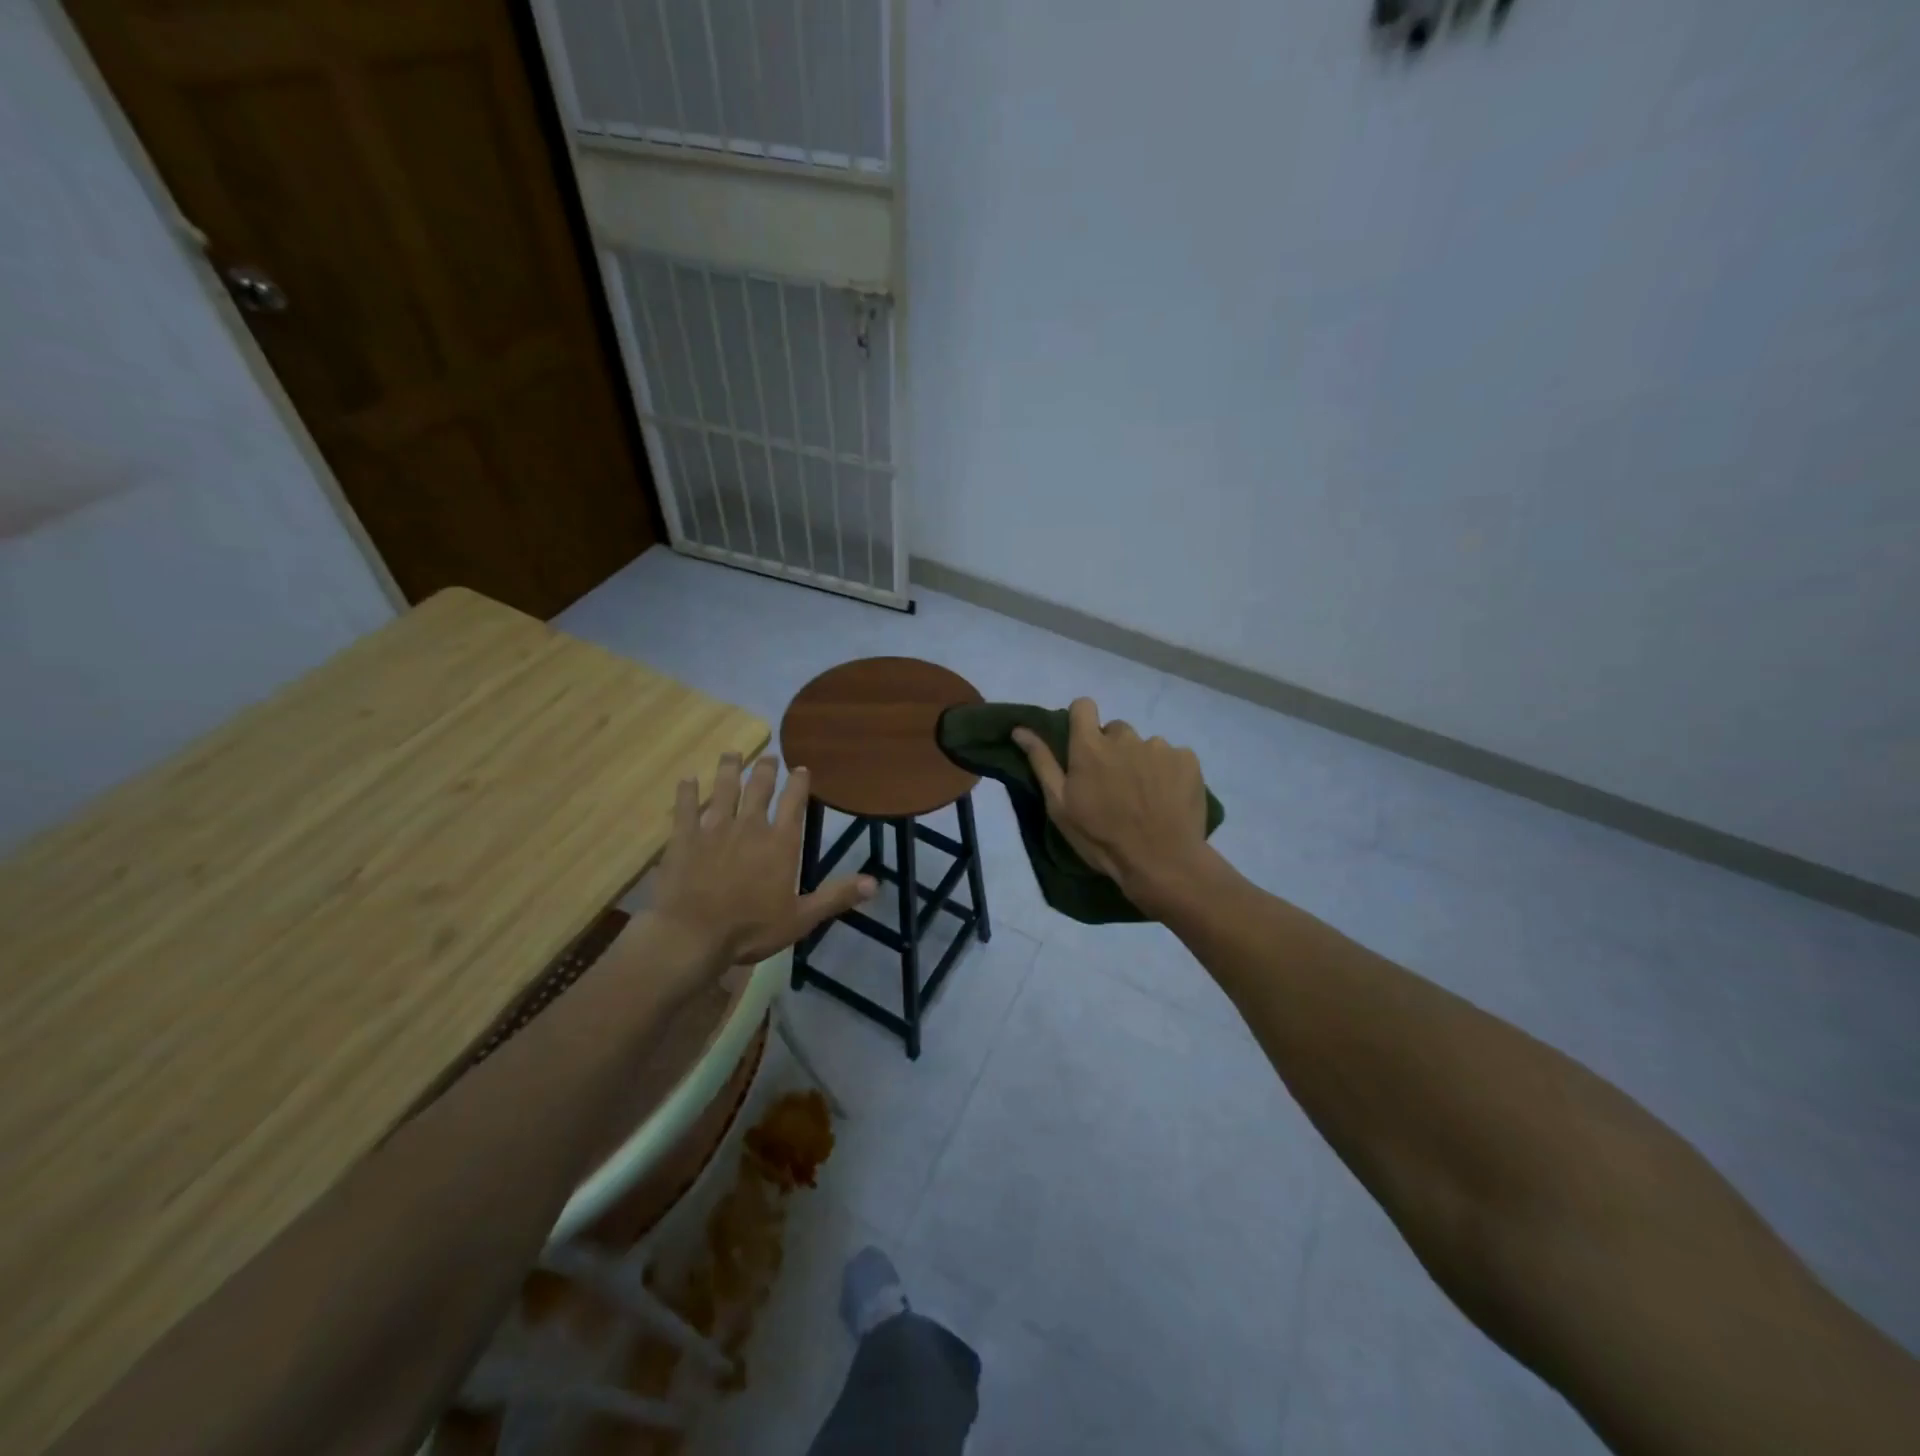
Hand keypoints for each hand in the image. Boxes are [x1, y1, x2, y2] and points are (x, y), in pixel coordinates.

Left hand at [649, 754, 874, 971]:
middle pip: (759, 788)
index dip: (798, 783)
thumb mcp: (801, 918)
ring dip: (729, 769)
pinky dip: (687, 792)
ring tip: (732, 754)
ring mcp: (713, 829)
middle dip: (765, 769)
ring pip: (724, 789)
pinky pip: (685, 808)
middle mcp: (749, 826)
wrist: (692, 935)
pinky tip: (687, 779)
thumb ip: (836, 896)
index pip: (794, 802)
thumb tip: (875, 883)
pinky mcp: (683, 838)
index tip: (801, 768)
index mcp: (780, 842)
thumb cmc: (750, 928)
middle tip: (768, 756)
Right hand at [1012, 698, 1210, 916]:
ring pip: (1145, 746)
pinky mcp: (1188, 759)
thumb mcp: (1060, 806)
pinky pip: (1174, 757)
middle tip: (1115, 784)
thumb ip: (1042, 762)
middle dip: (1113, 750)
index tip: (1083, 746)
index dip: (1082, 721)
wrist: (1161, 862)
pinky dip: (1169, 772)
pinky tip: (1167, 798)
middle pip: (1115, 730)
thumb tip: (1020, 729)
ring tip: (1144, 797)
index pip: (1083, 706)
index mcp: (1090, 746)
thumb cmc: (1101, 837)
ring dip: (1141, 762)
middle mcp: (1125, 736)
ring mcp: (1160, 746)